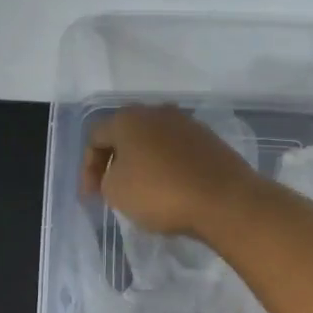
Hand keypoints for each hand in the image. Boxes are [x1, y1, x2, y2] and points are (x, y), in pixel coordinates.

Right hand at [82, 105, 257, 237]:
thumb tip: (120, 173)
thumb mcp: (116, 191)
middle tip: (112, 188)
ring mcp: (188, 124)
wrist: (224, 200)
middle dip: (116, 161)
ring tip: (142, 190)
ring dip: (143, 163)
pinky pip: (178, 152)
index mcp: (129, 118)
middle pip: (127, 134)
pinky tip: (170, 189)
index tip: (91, 197)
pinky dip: (168, 167)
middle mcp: (158, 112)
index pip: (96, 137)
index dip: (88, 168)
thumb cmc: (160, 193)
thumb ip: (107, 177)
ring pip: (154, 142)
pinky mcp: (210, 141)